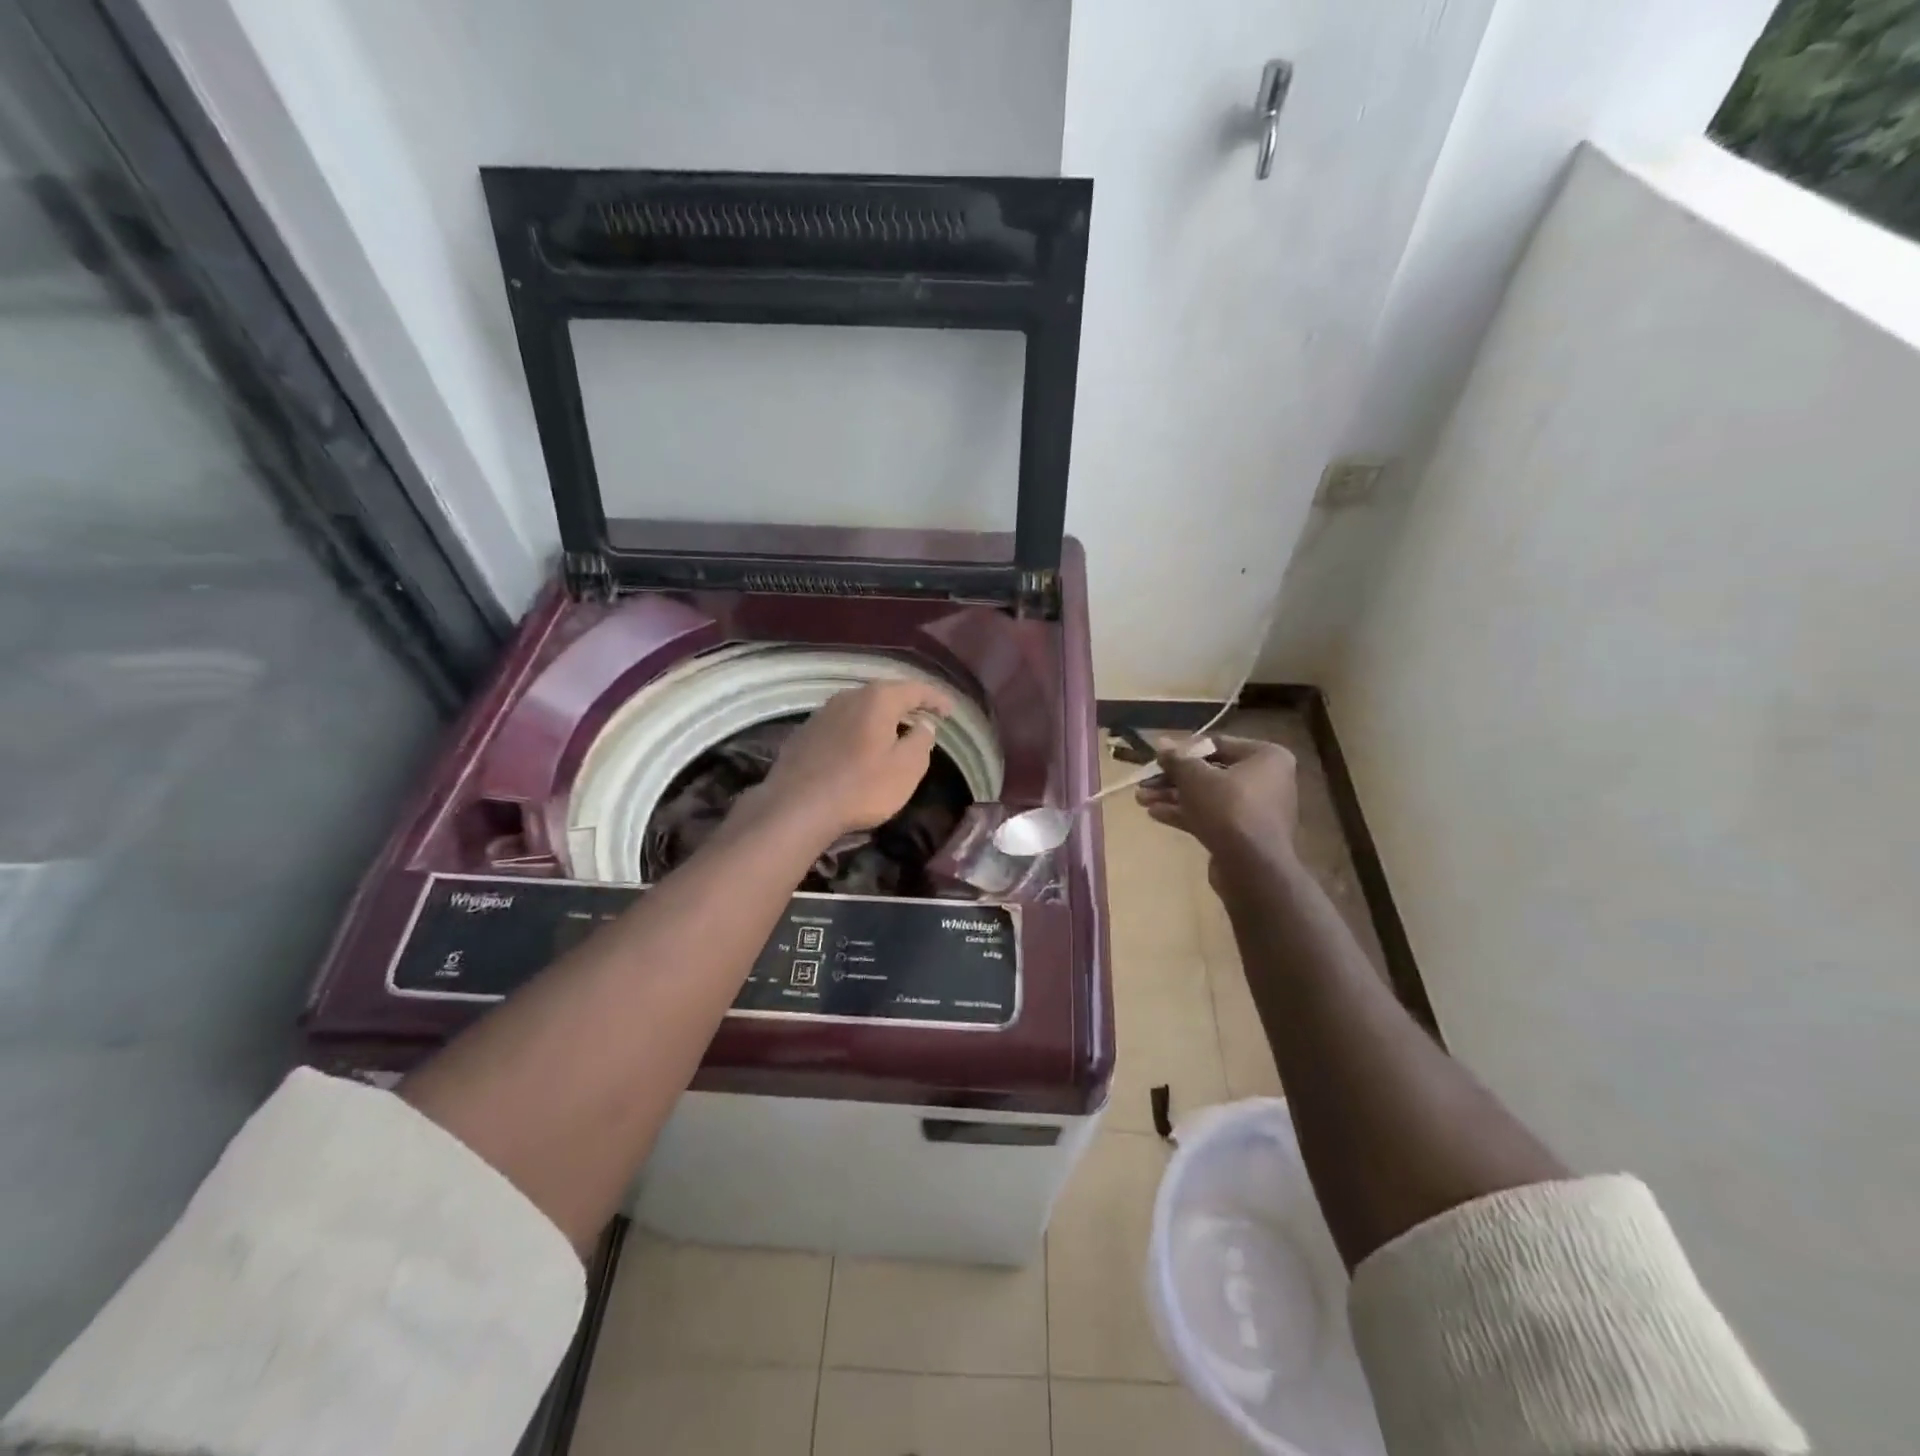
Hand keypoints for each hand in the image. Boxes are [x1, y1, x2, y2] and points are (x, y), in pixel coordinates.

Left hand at [757, 680, 954, 839]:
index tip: (951, 712)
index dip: (937, 699)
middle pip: (886, 694)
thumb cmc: (861, 787)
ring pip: (862, 708)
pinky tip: (861, 748)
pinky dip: (859, 730)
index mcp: (878, 698)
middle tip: (926, 719)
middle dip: (908, 705)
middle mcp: (849, 696)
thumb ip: (921, 740)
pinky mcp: (806, 732)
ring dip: (881, 718)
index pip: (916, 689)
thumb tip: (924, 724)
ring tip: (896, 733)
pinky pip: (843, 724)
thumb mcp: (906, 768)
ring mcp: (823, 712)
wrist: (796, 807)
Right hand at [1136, 735, 1298, 873]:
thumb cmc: (1228, 808)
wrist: (1252, 867)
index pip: (1218, 745)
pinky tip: (1155, 814)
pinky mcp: (1243, 835)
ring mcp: (1255, 810)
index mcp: (1266, 757)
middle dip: (1173, 779)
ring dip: (1173, 797)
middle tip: (1144, 782)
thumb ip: (1176, 759)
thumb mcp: (1195, 777)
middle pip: (1210, 773)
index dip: (1184, 750)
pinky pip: (1212, 817)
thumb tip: (1162, 743)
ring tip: (1141, 799)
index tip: (1158, 757)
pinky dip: (1186, 814)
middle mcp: (1266, 780)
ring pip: (1207, 797)